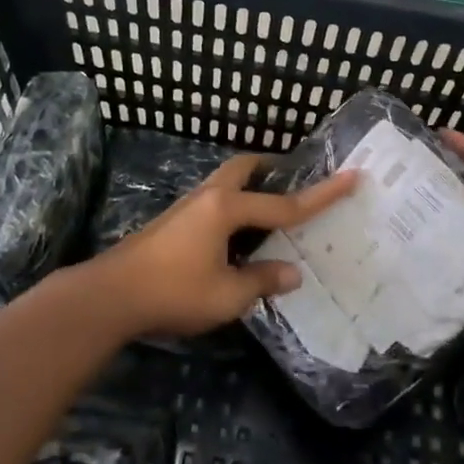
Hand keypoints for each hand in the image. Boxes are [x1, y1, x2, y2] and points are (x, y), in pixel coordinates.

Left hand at [88, 154, 356, 338]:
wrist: (110, 295)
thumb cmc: (173, 292)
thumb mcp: (226, 295)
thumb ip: (262, 280)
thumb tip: (292, 272)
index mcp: (227, 209)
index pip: (285, 204)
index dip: (322, 195)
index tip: (352, 176)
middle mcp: (208, 197)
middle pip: (245, 168)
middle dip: (272, 169)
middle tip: (293, 180)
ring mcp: (187, 206)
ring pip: (226, 183)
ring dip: (250, 188)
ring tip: (270, 212)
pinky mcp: (173, 221)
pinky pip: (214, 201)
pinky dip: (234, 207)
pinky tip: (237, 238)